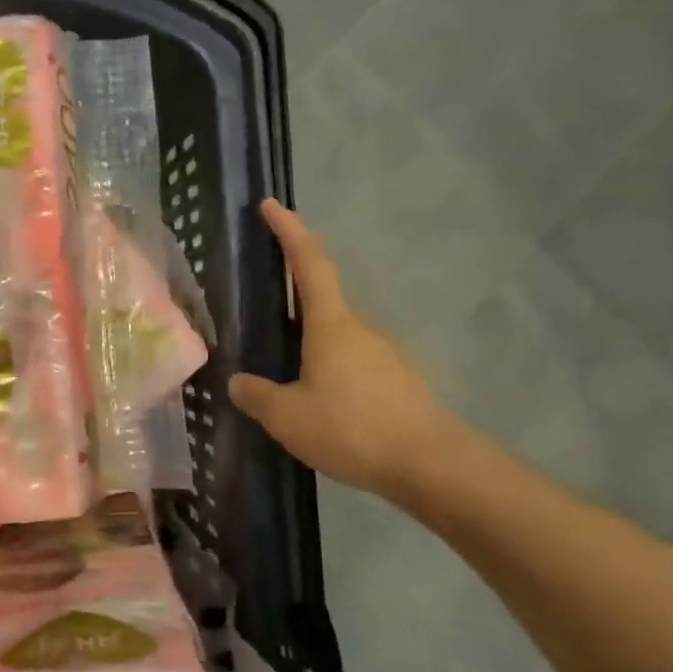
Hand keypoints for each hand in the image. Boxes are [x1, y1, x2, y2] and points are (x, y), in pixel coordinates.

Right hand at [229, 201, 446, 496]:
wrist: (433, 467)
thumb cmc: (354, 428)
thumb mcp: (288, 418)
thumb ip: (258, 396)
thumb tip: (239, 382)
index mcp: (331, 325)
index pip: (308, 263)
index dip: (289, 231)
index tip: (272, 204)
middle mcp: (360, 330)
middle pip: (322, 303)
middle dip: (292, 304)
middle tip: (262, 320)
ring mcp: (384, 355)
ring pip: (337, 340)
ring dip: (311, 349)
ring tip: (286, 385)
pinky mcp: (399, 383)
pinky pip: (353, 367)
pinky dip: (332, 375)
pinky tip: (322, 409)